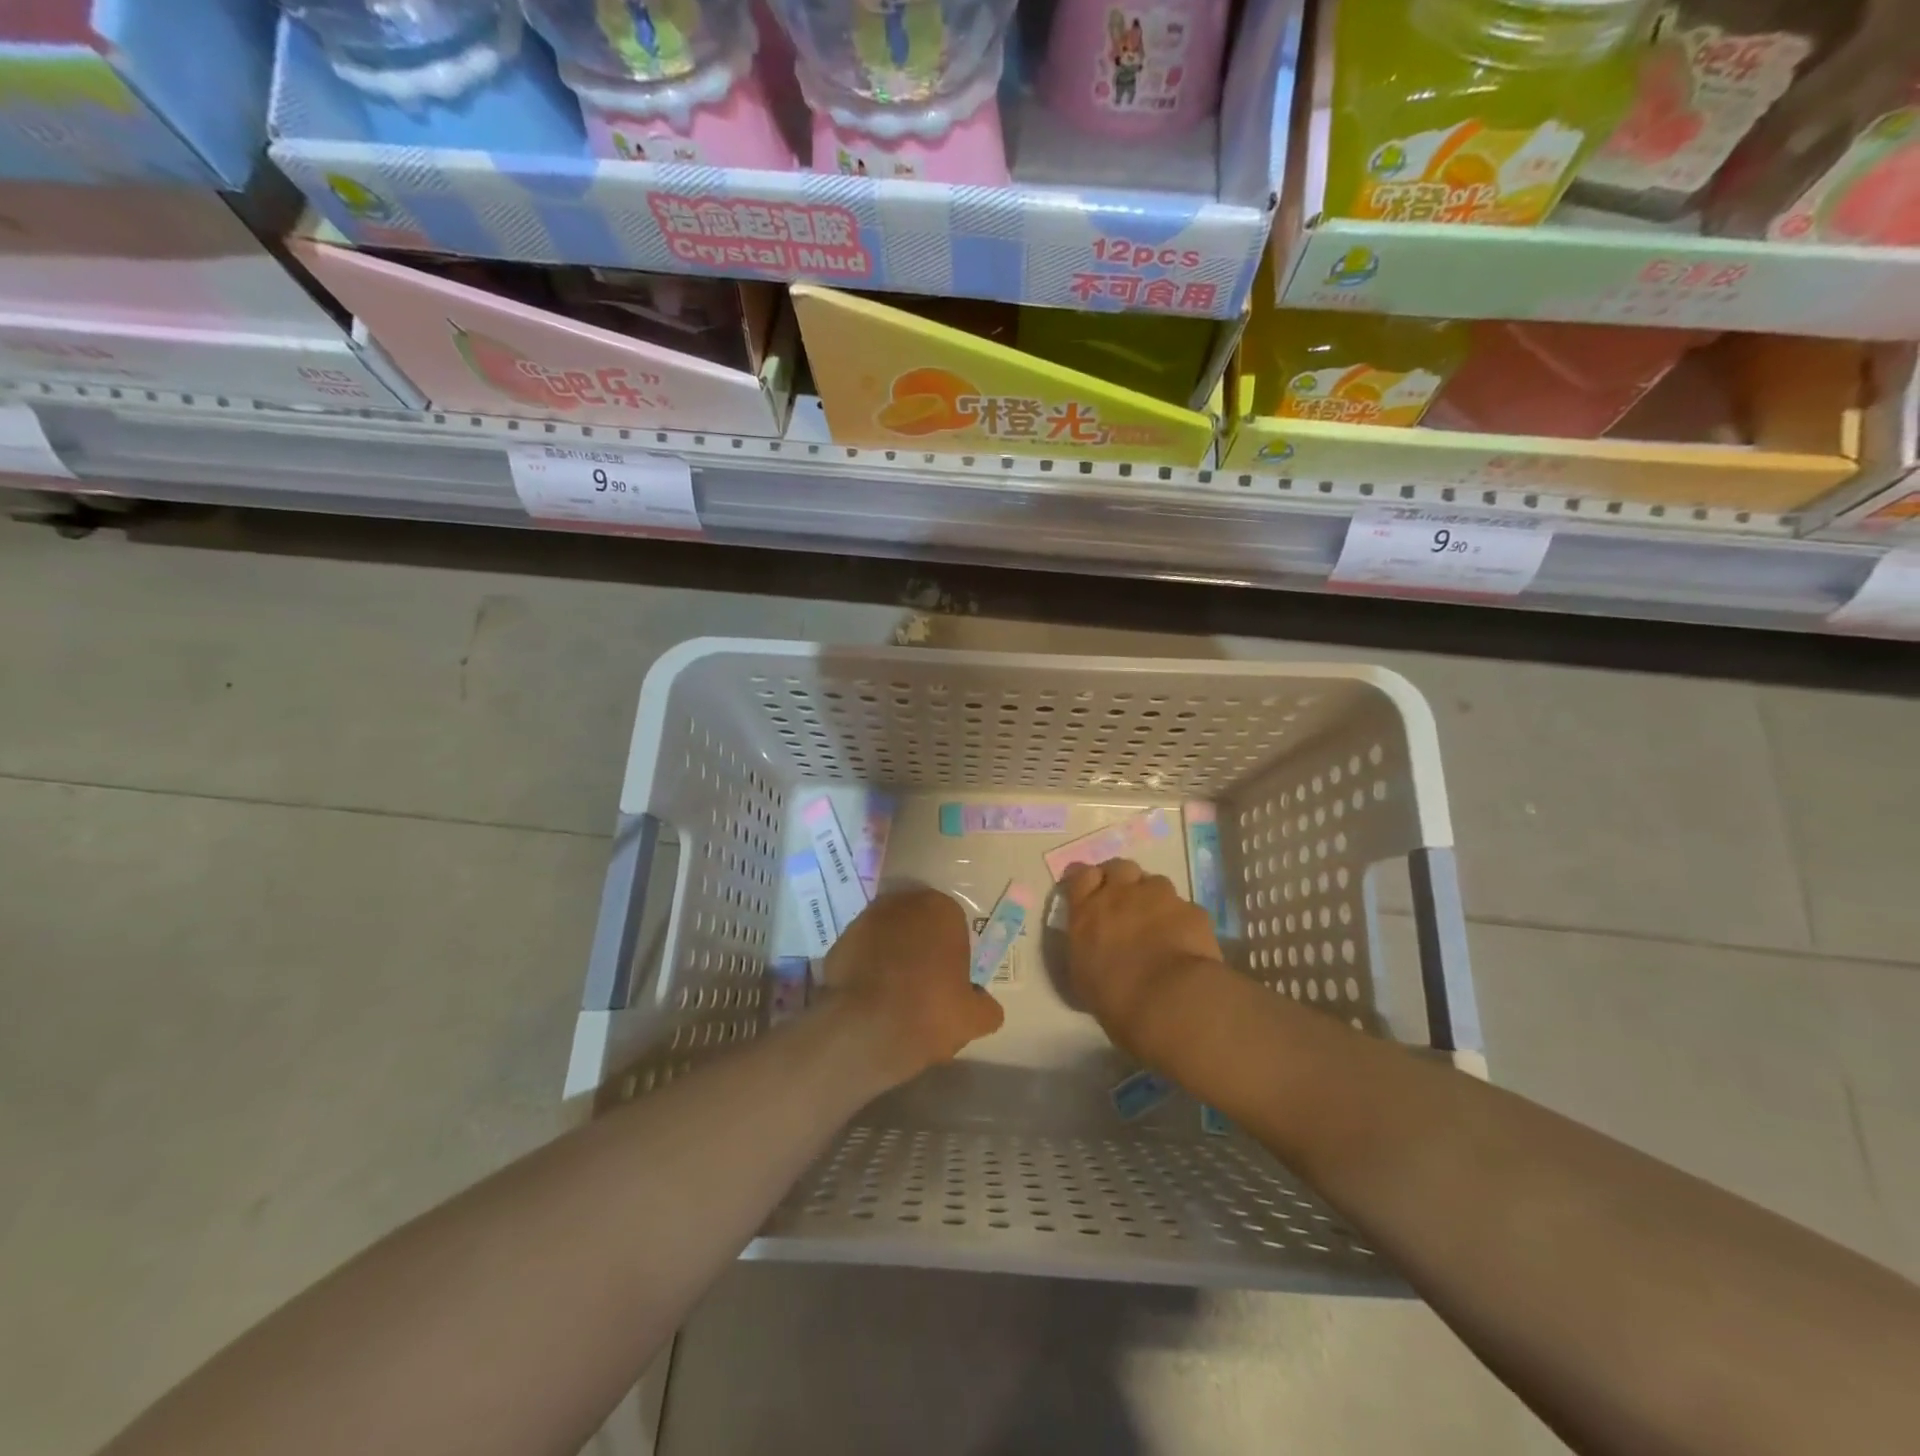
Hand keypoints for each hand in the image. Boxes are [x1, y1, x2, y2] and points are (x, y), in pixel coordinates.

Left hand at [822, 887, 1004, 1085]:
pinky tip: (870, 997)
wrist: (866, 1028)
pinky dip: (865, 967)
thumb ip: (986, 1006)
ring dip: (891, 953)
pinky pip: (861, 952)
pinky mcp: (840, 941)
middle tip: (923, 981)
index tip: (950, 977)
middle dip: (920, 944)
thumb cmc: (930, 1012)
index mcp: (941, 910)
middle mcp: (903, 903)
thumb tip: (987, 1006)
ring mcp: (866, 919)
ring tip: (893, 992)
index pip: (953, 923)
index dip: (952, 950)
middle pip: (917, 922)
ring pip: (887, 934)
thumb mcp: (974, 1019)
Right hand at [1062, 858, 1224, 1053]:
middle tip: (1123, 902)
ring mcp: (1160, 897)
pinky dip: (1181, 920)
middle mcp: (1121, 893)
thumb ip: (1085, 946)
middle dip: (1120, 879)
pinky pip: (1184, 908)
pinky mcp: (1192, 910)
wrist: (1169, 1001)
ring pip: (1154, 882)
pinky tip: (1183, 941)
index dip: (1085, 880)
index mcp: (1087, 909)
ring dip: (1152, 897)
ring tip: (1156, 922)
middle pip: (1118, 867)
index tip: (1088, 892)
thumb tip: (1093, 943)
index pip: (1080, 875)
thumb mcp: (1082, 974)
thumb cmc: (1114, 997)